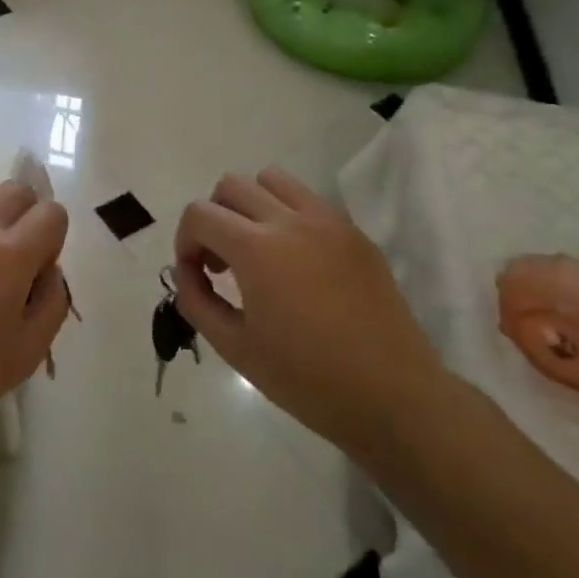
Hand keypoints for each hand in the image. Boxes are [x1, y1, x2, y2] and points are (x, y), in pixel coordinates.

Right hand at [173, 168, 449, 461]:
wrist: (393, 397)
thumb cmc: (307, 379)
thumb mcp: (235, 348)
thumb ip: (196, 301)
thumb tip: (185, 271)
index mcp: (257, 249)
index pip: (200, 214)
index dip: (185, 242)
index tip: (196, 276)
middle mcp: (291, 221)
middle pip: (231, 186)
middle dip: (214, 218)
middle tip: (222, 264)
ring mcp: (329, 222)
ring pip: (273, 180)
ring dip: (251, 205)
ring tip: (257, 250)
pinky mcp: (356, 234)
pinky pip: (309, 201)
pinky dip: (288, 215)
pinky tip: (296, 263)